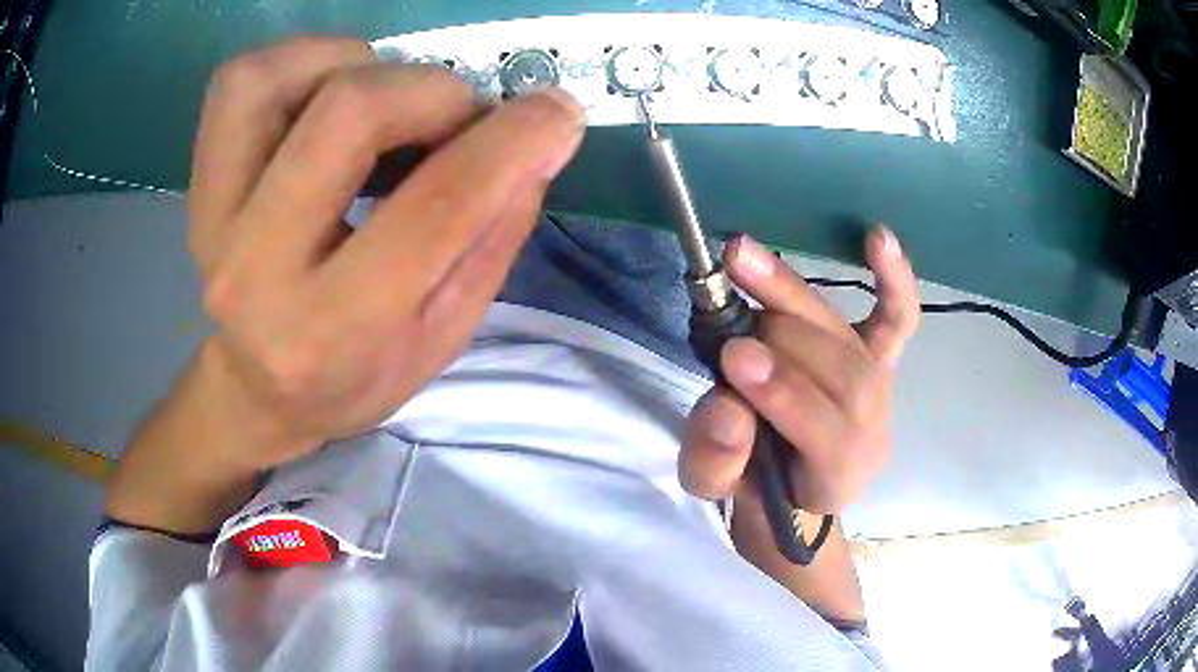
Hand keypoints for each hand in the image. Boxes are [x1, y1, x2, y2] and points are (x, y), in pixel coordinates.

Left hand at [187, 37, 584, 470]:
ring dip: (356, 65)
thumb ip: (493, 236)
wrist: (258, 391)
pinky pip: (240, 81)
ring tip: (385, 102)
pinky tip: (329, 93)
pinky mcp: (198, 184)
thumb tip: (540, 138)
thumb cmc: (356, 376)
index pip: (435, 209)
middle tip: (459, 119)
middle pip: (349, 113)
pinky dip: (300, 61)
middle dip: (433, 93)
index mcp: (332, 330)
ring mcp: (213, 217)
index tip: (557, 112)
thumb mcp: (442, 337)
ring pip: (276, 79)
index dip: (511, 142)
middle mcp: (256, 268)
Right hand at [679, 228, 919, 514]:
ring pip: (849, 338)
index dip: (784, 394)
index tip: (735, 358)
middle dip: (782, 341)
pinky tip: (876, 237)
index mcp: (836, 474)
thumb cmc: (753, 483)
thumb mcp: (713, 486)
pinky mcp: (881, 354)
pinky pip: (898, 316)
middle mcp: (872, 427)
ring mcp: (881, 385)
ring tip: (743, 263)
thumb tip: (726, 410)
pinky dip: (893, 278)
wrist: (792, 481)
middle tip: (731, 320)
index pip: (825, 432)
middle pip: (842, 373)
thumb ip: (715, 460)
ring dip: (793, 297)